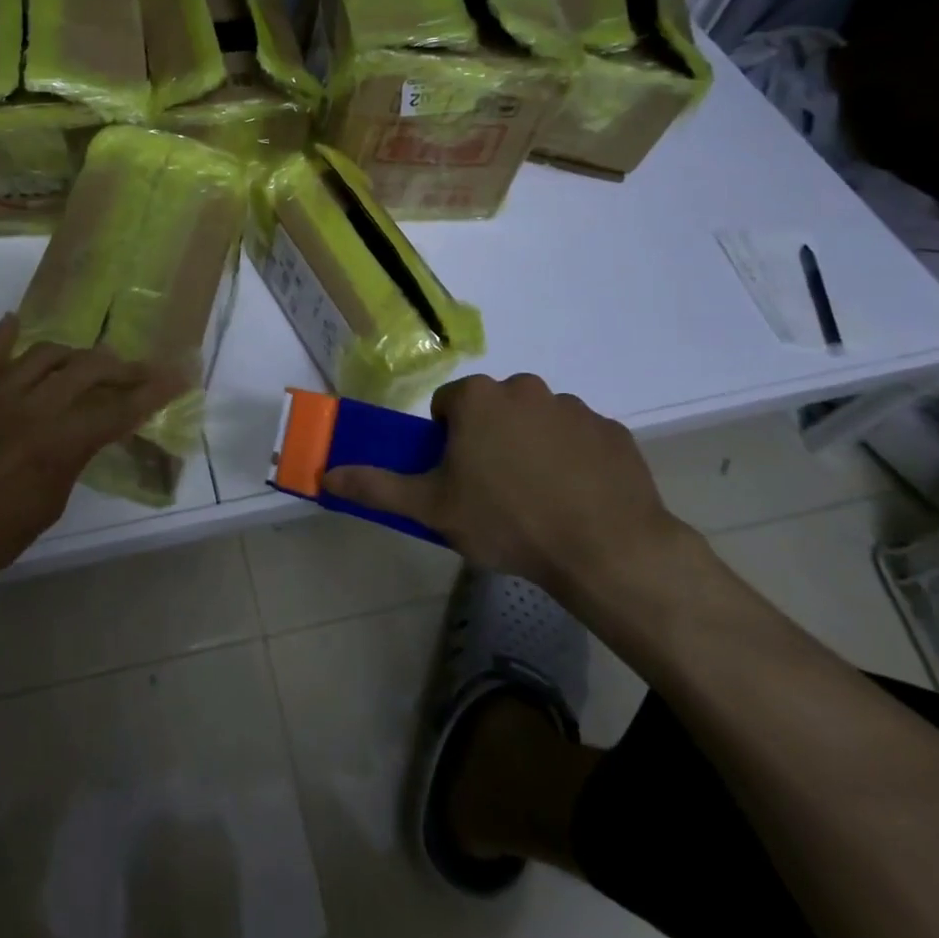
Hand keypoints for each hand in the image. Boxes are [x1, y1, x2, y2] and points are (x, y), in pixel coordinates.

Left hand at [0, 314, 184, 612]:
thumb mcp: (47, 507)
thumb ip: (73, 460)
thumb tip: (86, 434)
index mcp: (58, 442)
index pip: (119, 409)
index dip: (154, 393)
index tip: (180, 375)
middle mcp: (33, 406)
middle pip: (89, 369)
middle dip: (122, 368)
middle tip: (140, 371)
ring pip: (48, 353)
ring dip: (76, 354)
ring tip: (89, 362)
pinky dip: (7, 335)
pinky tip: (18, 321)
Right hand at [324, 373, 692, 605]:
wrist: (606, 549)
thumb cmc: (507, 521)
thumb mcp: (432, 508)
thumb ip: (377, 486)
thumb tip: (325, 474)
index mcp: (479, 398)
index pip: (448, 406)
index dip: (447, 441)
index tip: (458, 477)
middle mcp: (525, 388)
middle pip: (493, 409)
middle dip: (489, 439)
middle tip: (494, 490)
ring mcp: (574, 408)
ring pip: (537, 422)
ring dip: (531, 446)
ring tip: (539, 498)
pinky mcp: (613, 432)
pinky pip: (580, 439)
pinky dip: (574, 459)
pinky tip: (577, 498)